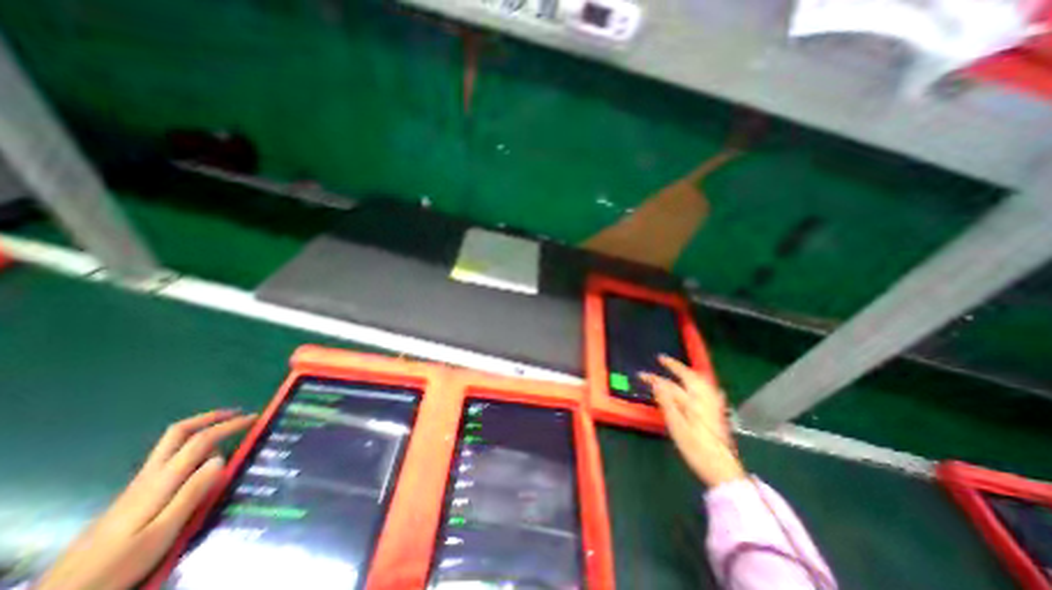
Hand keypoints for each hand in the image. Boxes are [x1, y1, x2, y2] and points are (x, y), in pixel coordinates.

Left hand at [36, 410, 253, 589]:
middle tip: (237, 414)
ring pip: (172, 445)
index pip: (201, 440)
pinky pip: (170, 459)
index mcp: (162, 480)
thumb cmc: (119, 564)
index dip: (230, 425)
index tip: (254, 419)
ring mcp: (139, 484)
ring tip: (227, 439)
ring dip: (202, 431)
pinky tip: (202, 463)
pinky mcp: (135, 495)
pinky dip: (192, 449)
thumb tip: (221, 458)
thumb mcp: (162, 532)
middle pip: (178, 432)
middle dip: (210, 417)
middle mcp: (150, 475)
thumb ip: (192, 493)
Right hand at [641, 355, 747, 486]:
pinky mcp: (718, 412)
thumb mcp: (676, 427)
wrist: (723, 470)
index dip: (654, 378)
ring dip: (688, 371)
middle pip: (689, 376)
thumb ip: (667, 403)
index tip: (640, 374)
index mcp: (692, 402)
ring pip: (701, 381)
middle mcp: (704, 399)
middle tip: (662, 358)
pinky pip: (710, 389)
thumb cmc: (696, 449)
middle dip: (675, 366)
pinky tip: (704, 384)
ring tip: (679, 367)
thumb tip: (656, 383)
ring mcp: (713, 405)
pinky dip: (702, 382)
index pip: (669, 385)